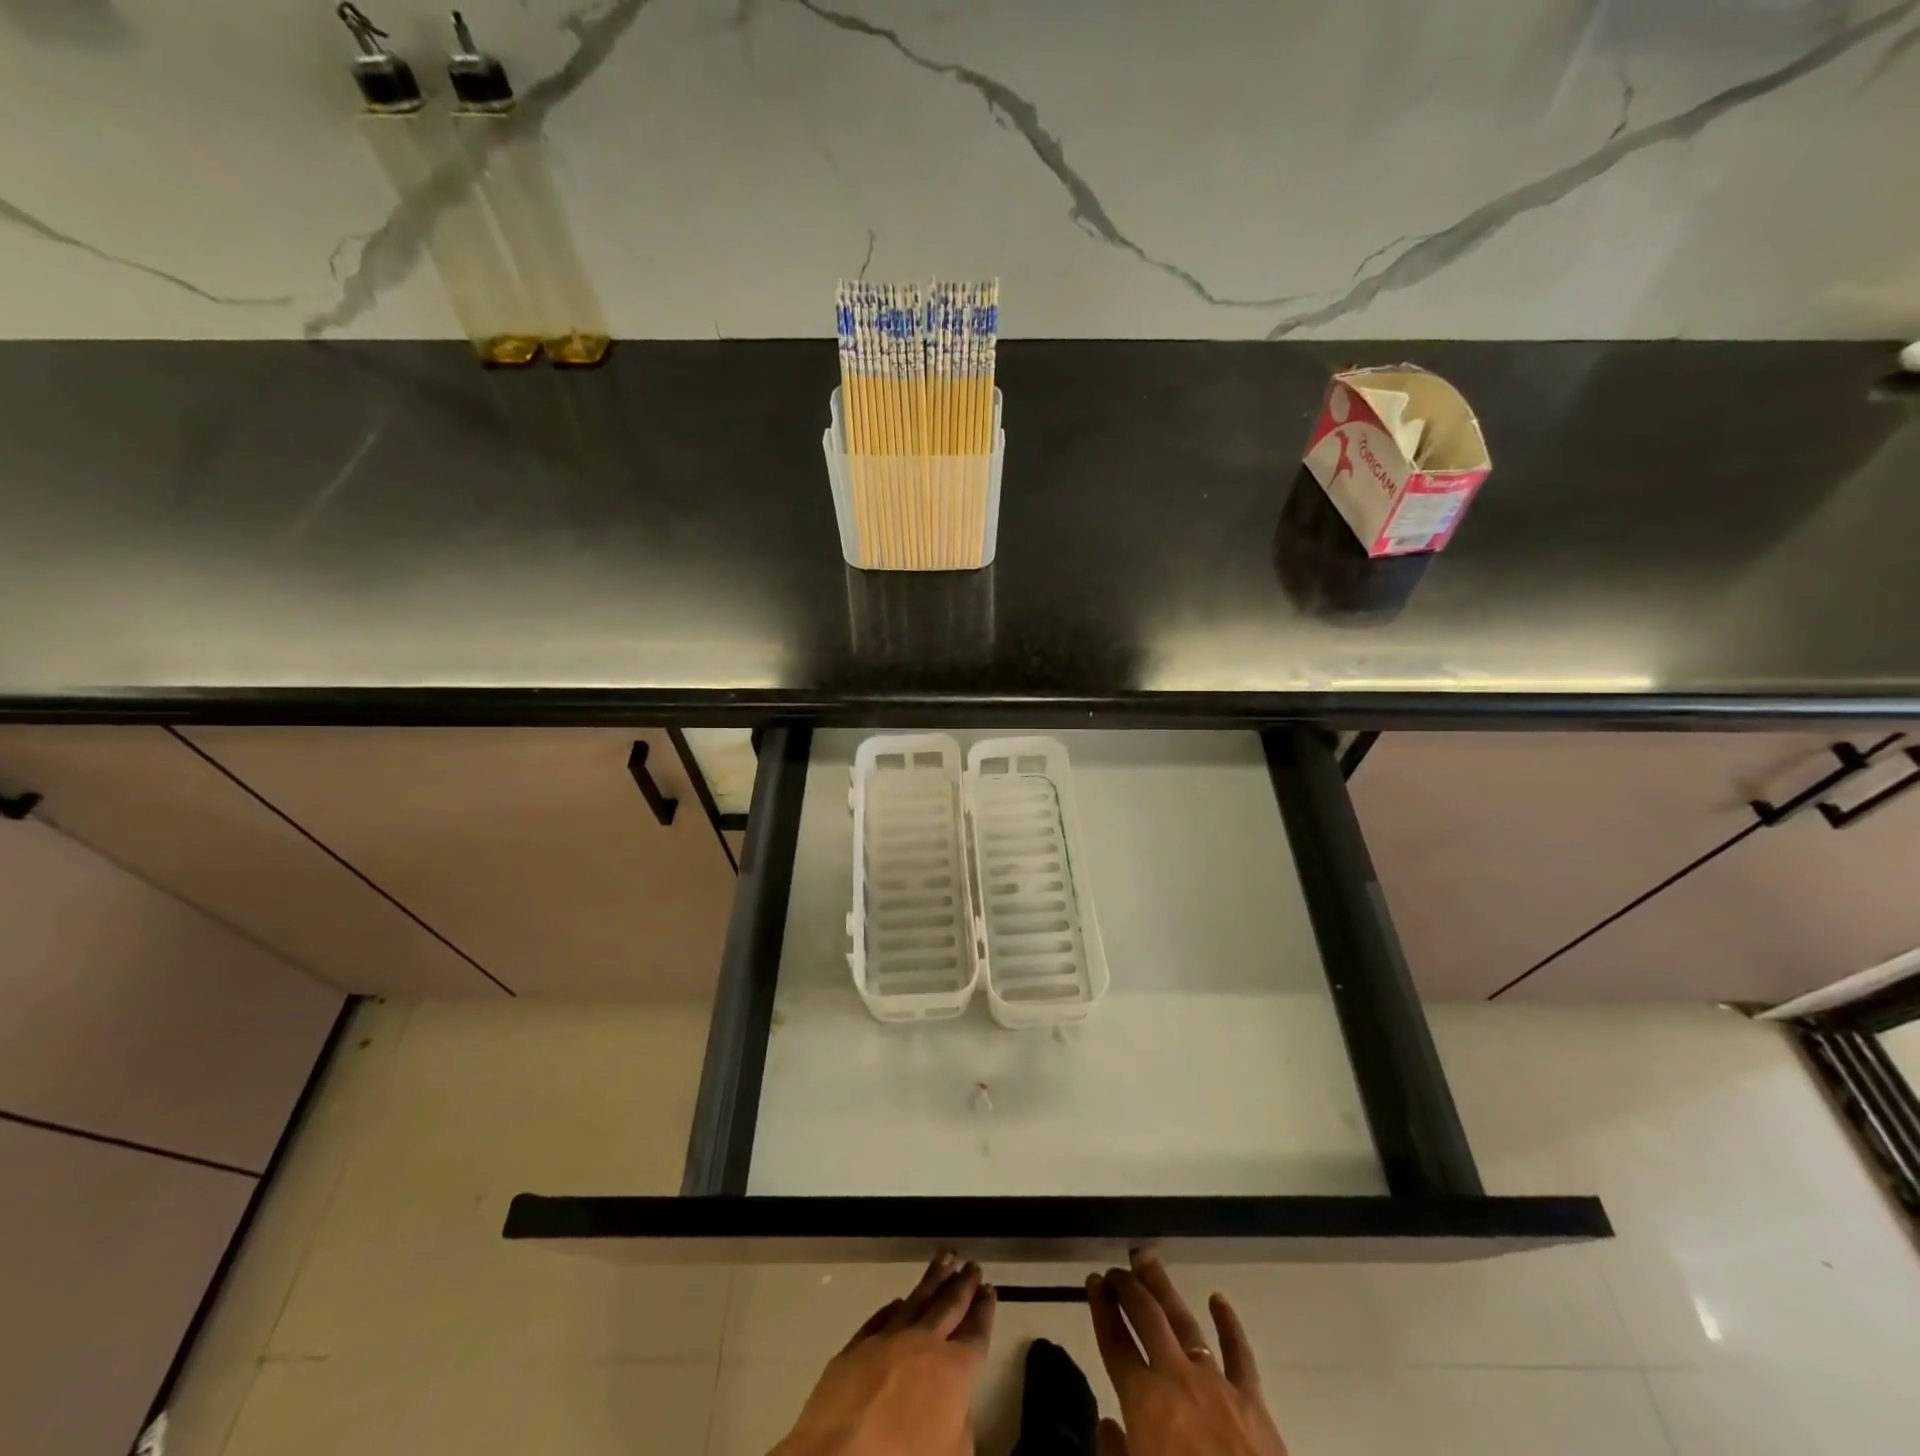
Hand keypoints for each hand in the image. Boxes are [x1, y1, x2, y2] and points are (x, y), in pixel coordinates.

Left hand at [771, 1252, 996, 1455]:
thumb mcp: (953, 1455)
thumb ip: (961, 1424)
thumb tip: (956, 1405)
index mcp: (953, 1371)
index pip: (975, 1334)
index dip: (984, 1312)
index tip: (990, 1290)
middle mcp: (923, 1343)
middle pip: (948, 1307)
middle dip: (963, 1285)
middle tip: (972, 1265)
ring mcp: (887, 1340)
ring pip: (916, 1299)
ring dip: (933, 1279)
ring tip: (946, 1258)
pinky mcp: (855, 1347)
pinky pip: (880, 1319)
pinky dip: (893, 1307)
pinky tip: (898, 1300)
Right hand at [1086, 1252, 1286, 1455]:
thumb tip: (1106, 1423)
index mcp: (1144, 1403)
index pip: (1114, 1342)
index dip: (1101, 1309)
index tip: (1092, 1280)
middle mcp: (1175, 1379)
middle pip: (1146, 1318)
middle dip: (1128, 1288)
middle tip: (1115, 1269)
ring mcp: (1216, 1384)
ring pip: (1184, 1321)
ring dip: (1164, 1288)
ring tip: (1147, 1261)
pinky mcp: (1253, 1401)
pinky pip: (1240, 1354)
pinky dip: (1229, 1323)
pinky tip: (1218, 1299)